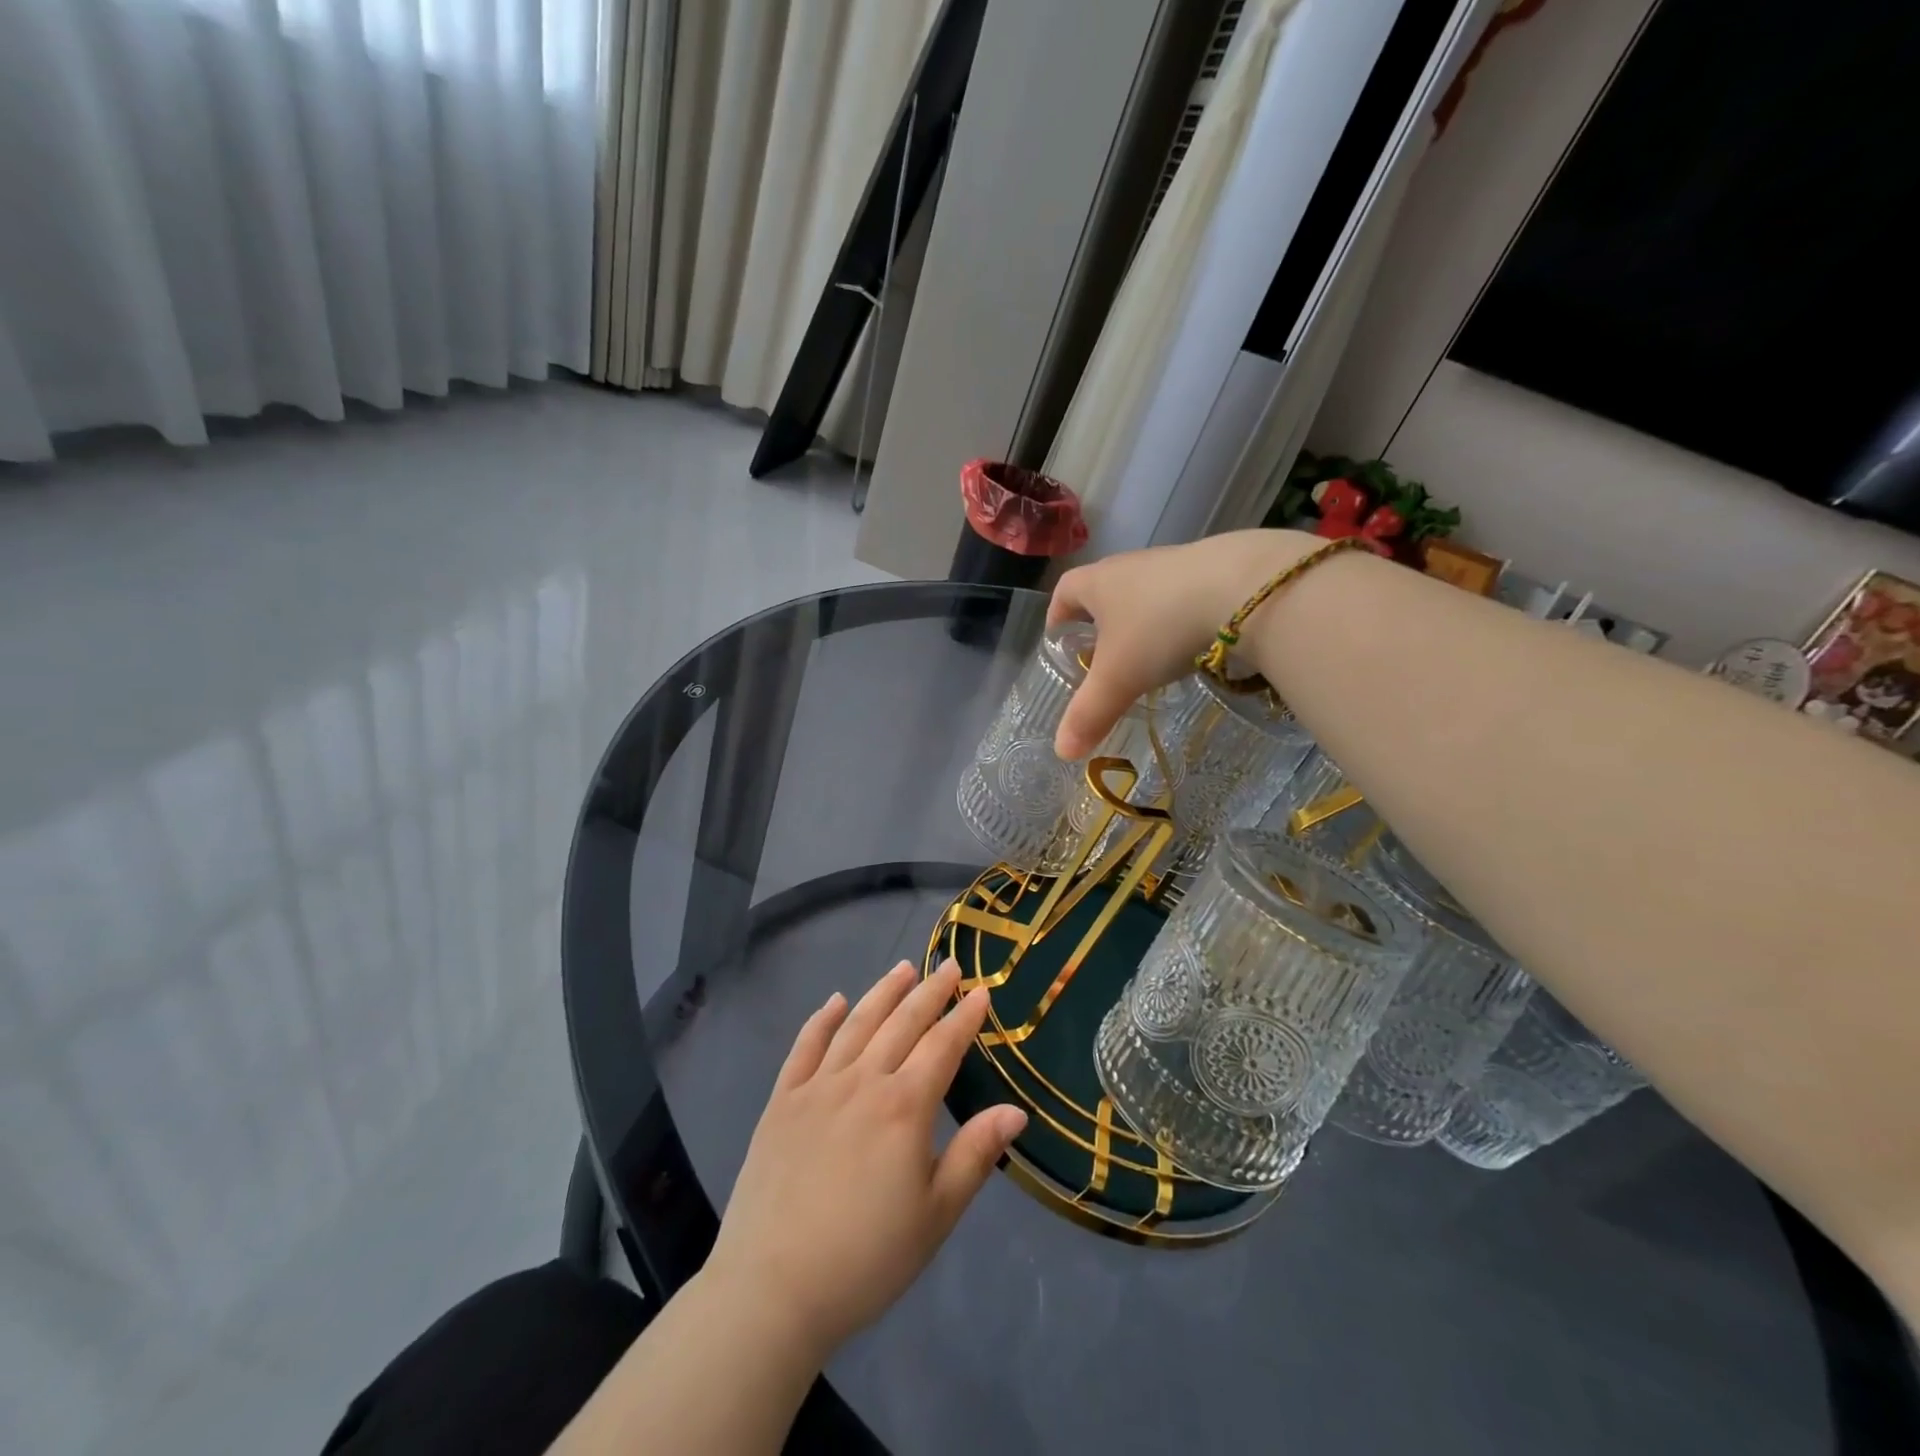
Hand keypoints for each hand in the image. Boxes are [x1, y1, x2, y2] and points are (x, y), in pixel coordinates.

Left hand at [702, 959, 1027, 1359]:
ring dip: (882, 993)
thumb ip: (975, 1156)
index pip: (942, 1047)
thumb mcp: (935, 1215)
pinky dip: (821, 1019)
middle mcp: (863, 1082)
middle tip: (948, 965)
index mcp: (904, 1107)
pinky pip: (805, 1047)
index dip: (964, 1017)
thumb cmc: (865, 1258)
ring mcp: (818, 1087)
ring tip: (902, 968)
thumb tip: (1016, 1111)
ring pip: (856, 1024)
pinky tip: (834, 1001)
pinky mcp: (782, 1101)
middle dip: (929, 991)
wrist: (772, 1288)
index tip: (980, 991)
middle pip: (902, 1024)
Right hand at [1048, 529, 1321, 757]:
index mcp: (1098, 582)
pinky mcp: (1213, 569)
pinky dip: (1177, 620)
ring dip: (1141, 622)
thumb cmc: (1161, 628)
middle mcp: (1131, 565)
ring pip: (1145, 594)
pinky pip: (1182, 597)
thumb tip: (1062, 752)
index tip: (1060, 643)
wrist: (1244, 588)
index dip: (1057, 617)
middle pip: (1104, 591)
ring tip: (1149, 658)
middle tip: (1103, 659)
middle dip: (1100, 624)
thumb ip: (1089, 714)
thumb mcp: (1119, 678)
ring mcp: (1174, 563)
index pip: (1064, 592)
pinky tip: (1191, 645)